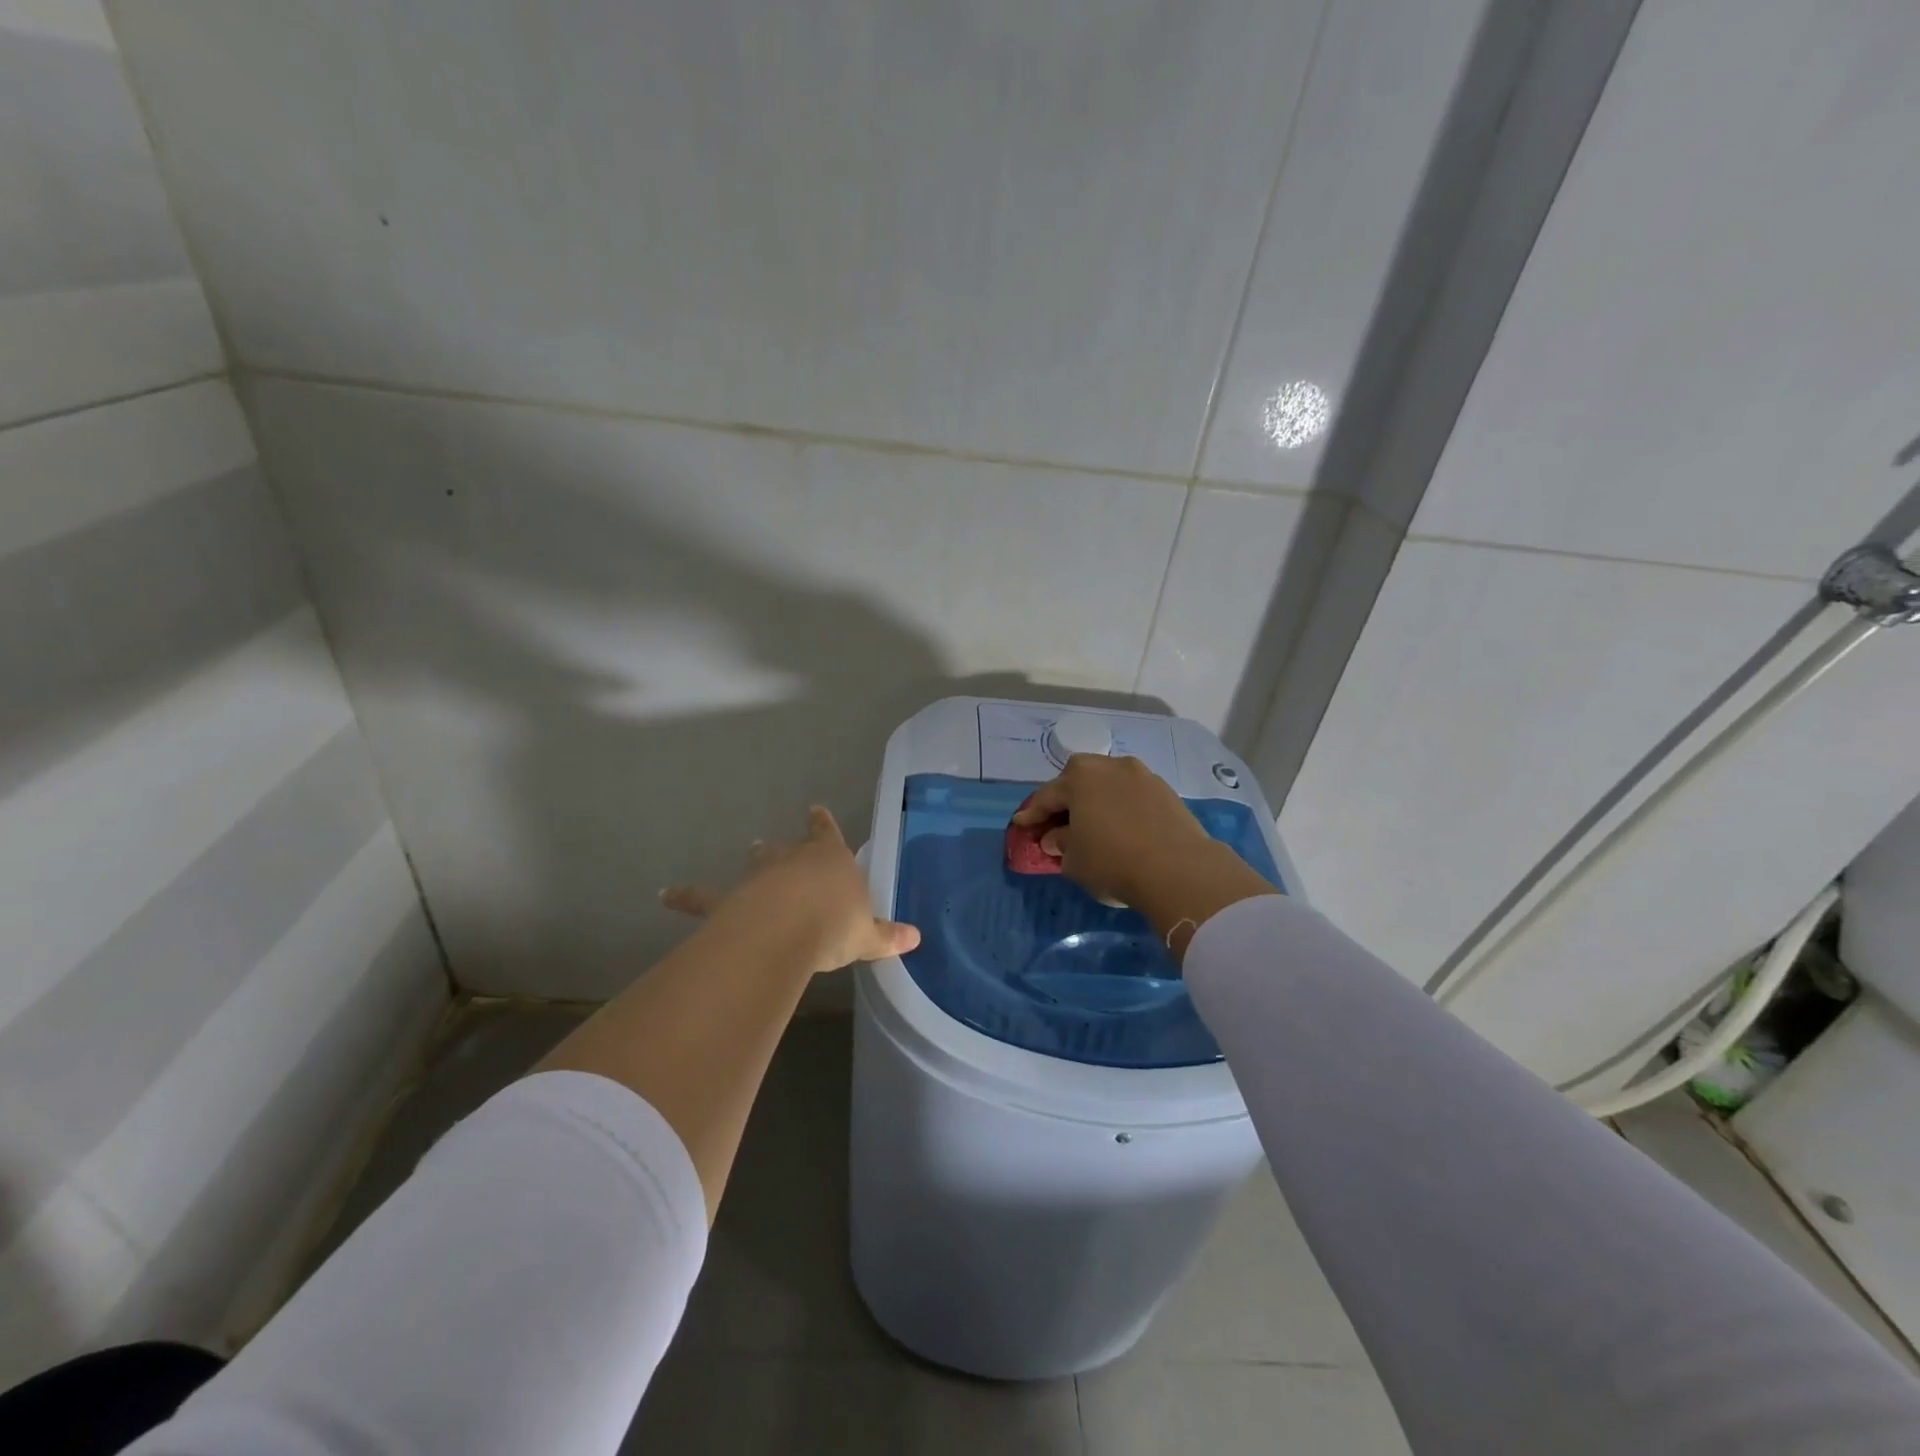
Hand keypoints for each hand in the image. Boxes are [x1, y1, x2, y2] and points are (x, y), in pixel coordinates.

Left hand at [662, 806, 920, 975]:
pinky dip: (685, 895)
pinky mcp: (727, 900)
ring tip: (748, 850)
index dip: (822, 823)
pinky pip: (702, 897)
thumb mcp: (868, 934)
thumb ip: (888, 935)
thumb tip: (917, 938)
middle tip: (773, 844)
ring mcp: (757, 877)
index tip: (815, 811)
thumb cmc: (835, 923)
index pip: (826, 833)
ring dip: (753, 861)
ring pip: (753, 865)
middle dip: (784, 847)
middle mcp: (791, 860)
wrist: (787, 930)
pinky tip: (665, 893)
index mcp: (829, 859)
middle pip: (787, 848)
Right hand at [1012, 755, 1275, 959]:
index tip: (1021, 824)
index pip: (1047, 796)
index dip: (1031, 813)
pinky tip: (1120, 825)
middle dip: (1065, 797)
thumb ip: (1060, 844)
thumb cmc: (1112, 862)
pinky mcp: (1166, 791)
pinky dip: (1121, 805)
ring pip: (1108, 783)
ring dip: (1096, 798)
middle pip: (1078, 778)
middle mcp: (1109, 767)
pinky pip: (1132, 794)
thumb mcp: (1074, 860)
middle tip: (1057, 819)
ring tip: (1092, 820)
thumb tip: (1056, 837)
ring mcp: (1141, 775)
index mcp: (1079, 778)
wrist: (1178, 869)